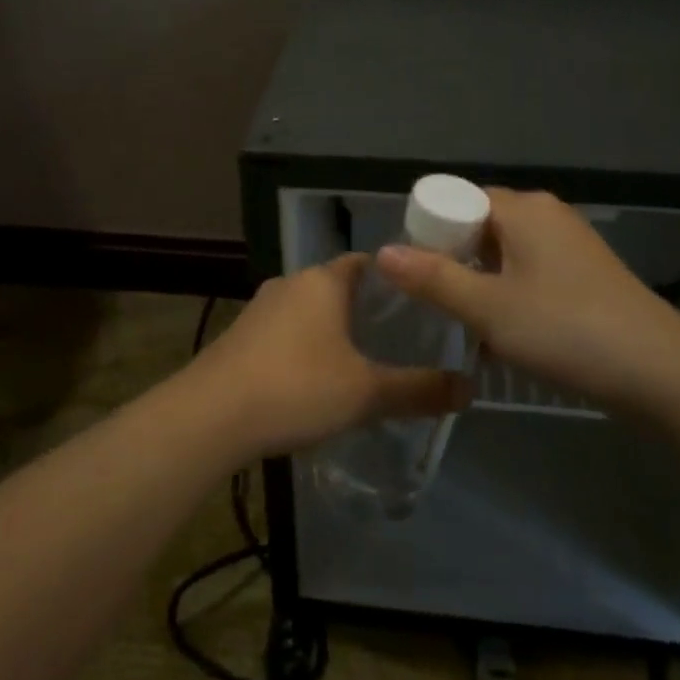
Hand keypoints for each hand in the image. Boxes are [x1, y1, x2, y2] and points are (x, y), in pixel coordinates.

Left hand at [185, 256, 470, 458]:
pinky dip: (303, 347)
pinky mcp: (238, 336)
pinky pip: (283, 332)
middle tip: (399, 337)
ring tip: (361, 360)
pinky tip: (312, 380)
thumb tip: (469, 389)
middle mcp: (290, 284)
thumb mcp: (366, 393)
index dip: (393, 278)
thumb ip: (418, 390)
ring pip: (307, 310)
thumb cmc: (297, 388)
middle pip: (336, 286)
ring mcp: (259, 309)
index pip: (366, 262)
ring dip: (331, 329)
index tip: (419, 301)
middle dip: (364, 308)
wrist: (210, 416)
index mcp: (322, 281)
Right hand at [375, 188, 679, 411]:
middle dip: (452, 260)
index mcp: (522, 209)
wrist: (659, 371)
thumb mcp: (488, 308)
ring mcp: (569, 243)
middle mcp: (546, 215)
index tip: (412, 272)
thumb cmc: (565, 329)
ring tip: (463, 320)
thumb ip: (433, 279)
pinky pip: (529, 270)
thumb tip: (383, 252)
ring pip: (504, 252)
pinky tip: (503, 332)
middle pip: (480, 225)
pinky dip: (508, 292)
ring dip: (480, 281)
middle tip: (432, 301)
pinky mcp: (584, 273)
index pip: (458, 200)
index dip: (429, 230)